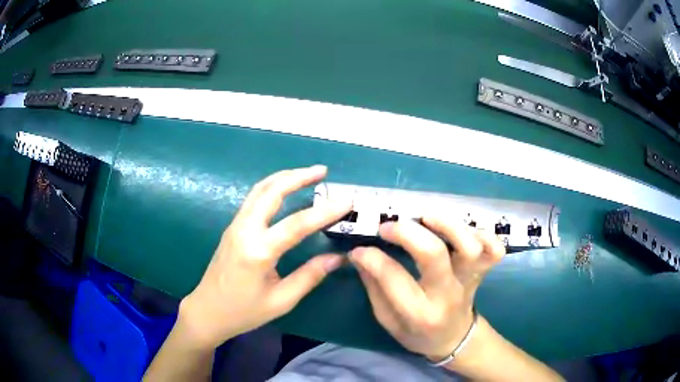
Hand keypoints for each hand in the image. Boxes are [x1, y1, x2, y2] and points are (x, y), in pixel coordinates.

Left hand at [179, 165, 351, 348]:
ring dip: (284, 177)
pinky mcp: (232, 227)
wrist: (207, 310)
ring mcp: (235, 226)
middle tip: (323, 171)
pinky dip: (272, 187)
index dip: (324, 211)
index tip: (347, 201)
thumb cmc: (244, 312)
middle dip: (298, 176)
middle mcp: (244, 231)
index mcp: (257, 252)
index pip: (296, 224)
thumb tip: (338, 258)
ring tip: (307, 174)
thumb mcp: (281, 301)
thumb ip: (309, 276)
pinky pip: (253, 199)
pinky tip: (285, 189)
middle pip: (271, 192)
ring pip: (259, 190)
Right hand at [349, 217, 504, 360]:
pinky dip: (484, 234)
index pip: (394, 278)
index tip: (359, 249)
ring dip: (448, 225)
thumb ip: (375, 288)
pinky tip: (462, 229)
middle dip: (407, 233)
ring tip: (425, 217)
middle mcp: (447, 295)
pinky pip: (494, 249)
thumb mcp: (388, 321)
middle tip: (388, 227)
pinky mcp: (483, 272)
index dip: (372, 259)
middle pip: (434, 254)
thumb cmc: (418, 333)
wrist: (455, 339)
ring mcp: (469, 281)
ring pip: (469, 247)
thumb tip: (361, 254)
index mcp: (420, 313)